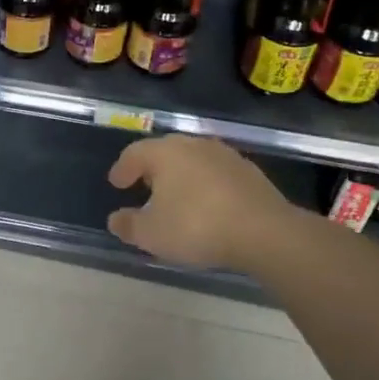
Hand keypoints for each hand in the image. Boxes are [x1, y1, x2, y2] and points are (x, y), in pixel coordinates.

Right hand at [106, 135, 301, 272]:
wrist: (263, 231)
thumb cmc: (196, 226)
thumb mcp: (151, 234)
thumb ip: (128, 225)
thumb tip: (115, 219)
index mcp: (165, 152)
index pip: (135, 153)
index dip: (122, 169)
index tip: (116, 183)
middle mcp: (193, 145)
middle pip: (165, 151)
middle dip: (152, 168)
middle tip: (144, 186)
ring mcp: (225, 155)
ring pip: (193, 160)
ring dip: (181, 175)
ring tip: (176, 196)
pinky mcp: (249, 171)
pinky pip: (216, 174)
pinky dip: (205, 185)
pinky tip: (207, 204)